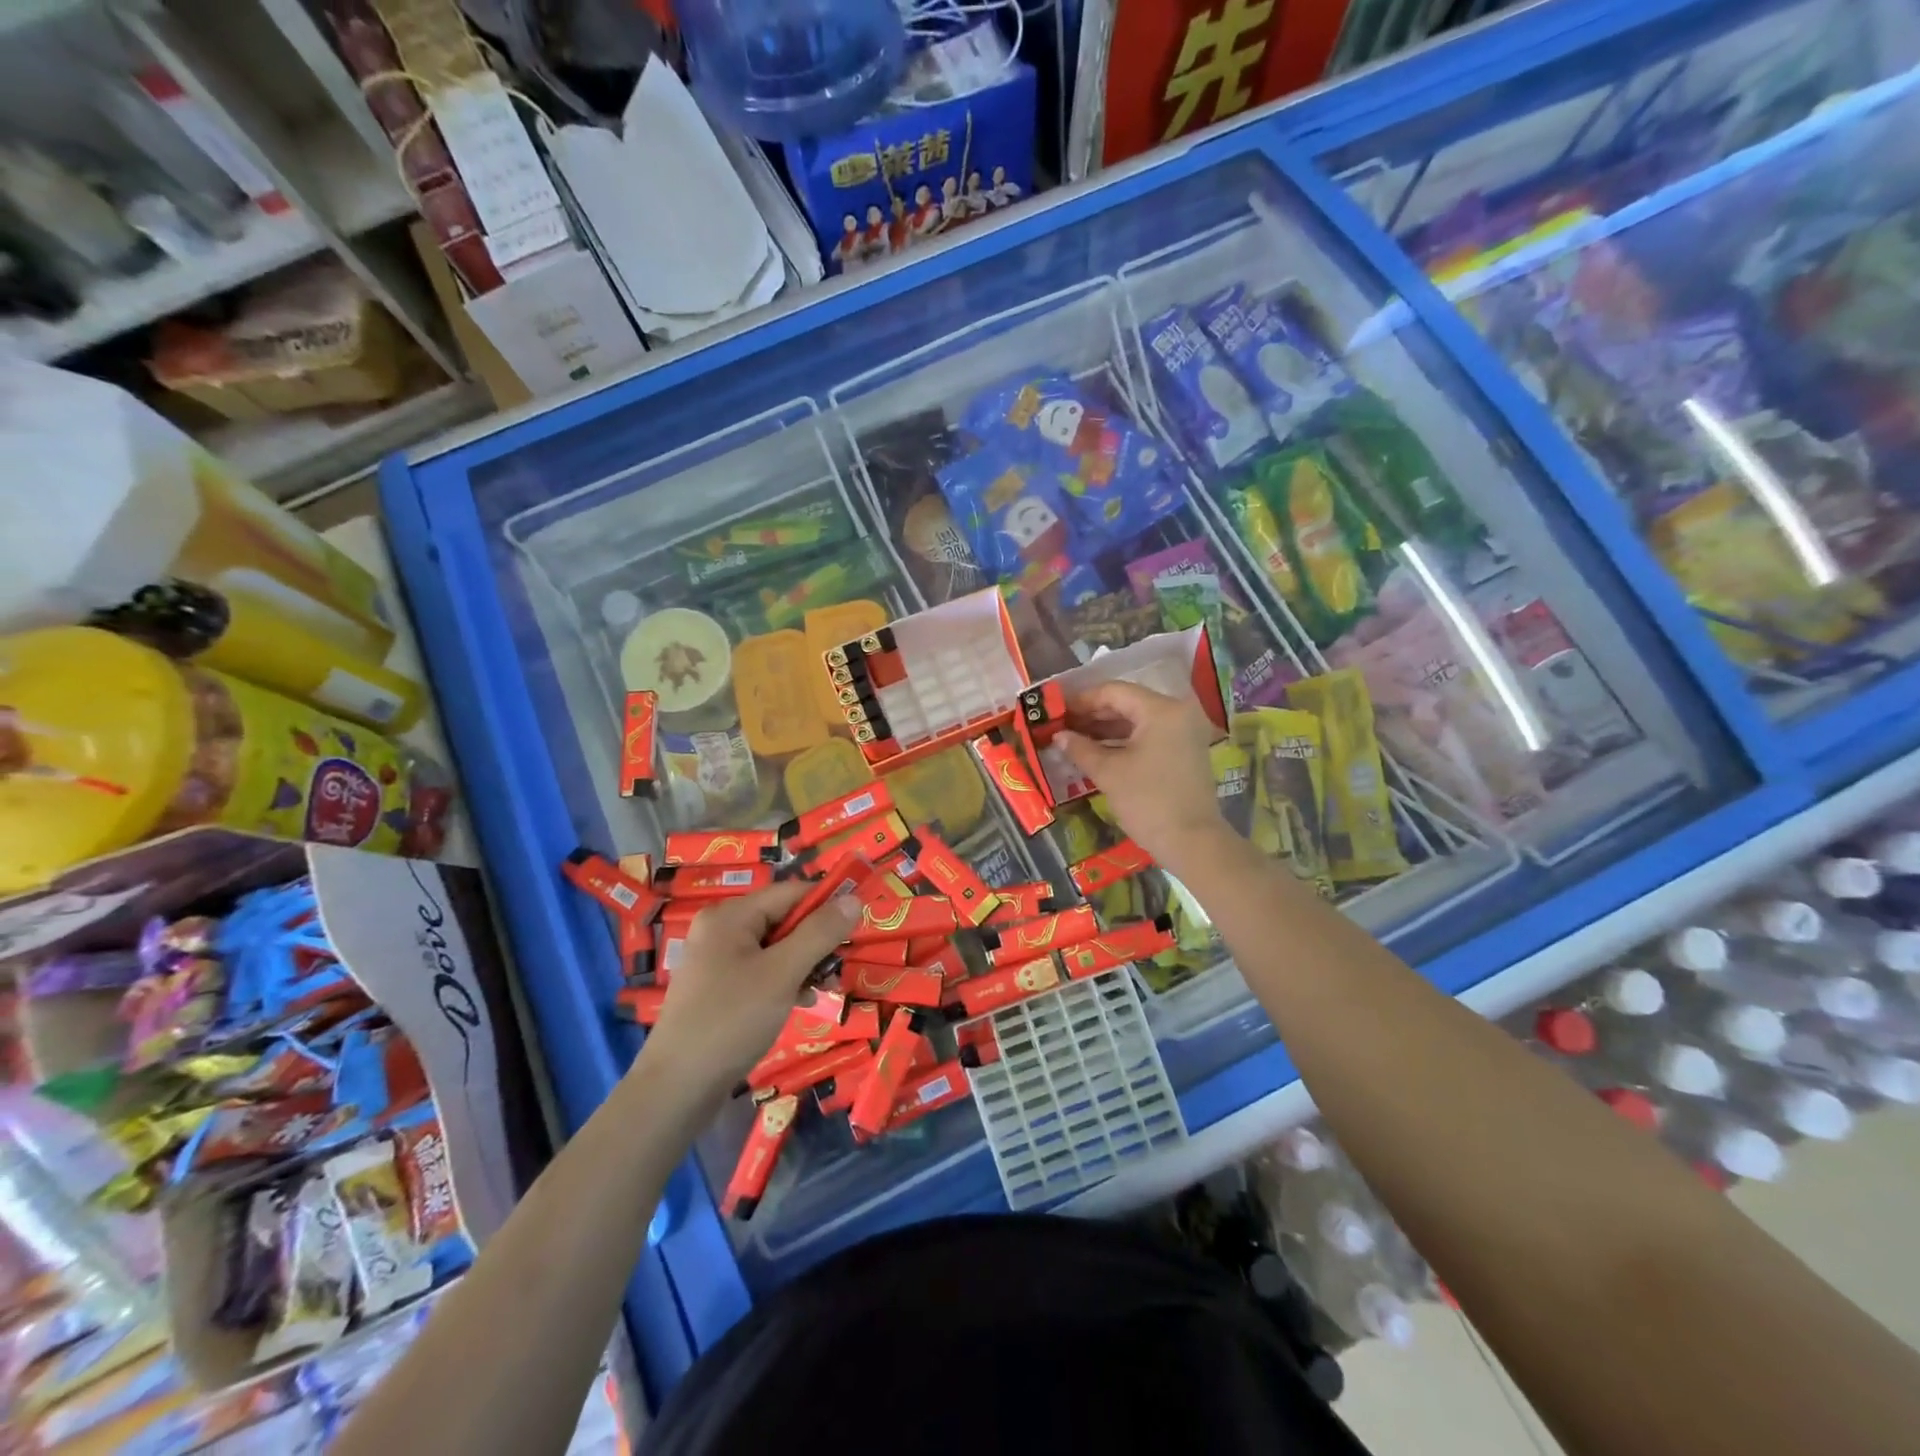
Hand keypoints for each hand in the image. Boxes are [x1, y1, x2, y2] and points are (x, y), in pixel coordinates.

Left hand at [638, 881, 860, 1099]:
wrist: (676, 1089)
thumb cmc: (732, 1020)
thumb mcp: (783, 973)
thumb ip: (819, 933)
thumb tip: (853, 898)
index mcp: (730, 915)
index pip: (791, 892)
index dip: (826, 903)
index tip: (858, 925)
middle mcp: (720, 929)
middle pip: (783, 919)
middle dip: (815, 940)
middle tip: (839, 966)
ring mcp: (716, 961)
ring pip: (775, 948)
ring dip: (803, 963)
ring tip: (824, 989)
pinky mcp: (717, 989)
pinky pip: (761, 971)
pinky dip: (785, 981)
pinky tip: (800, 1002)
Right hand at [1057, 681, 1228, 872]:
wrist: (1192, 843)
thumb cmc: (1148, 802)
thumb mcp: (1108, 772)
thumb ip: (1080, 748)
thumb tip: (1058, 736)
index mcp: (1161, 709)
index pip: (1114, 692)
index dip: (1082, 700)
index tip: (1057, 710)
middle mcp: (1177, 712)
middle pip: (1127, 703)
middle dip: (1093, 714)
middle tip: (1062, 725)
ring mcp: (1184, 732)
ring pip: (1137, 720)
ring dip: (1106, 729)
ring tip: (1074, 738)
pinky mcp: (1185, 751)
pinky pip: (1149, 736)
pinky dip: (1123, 741)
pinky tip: (1097, 751)